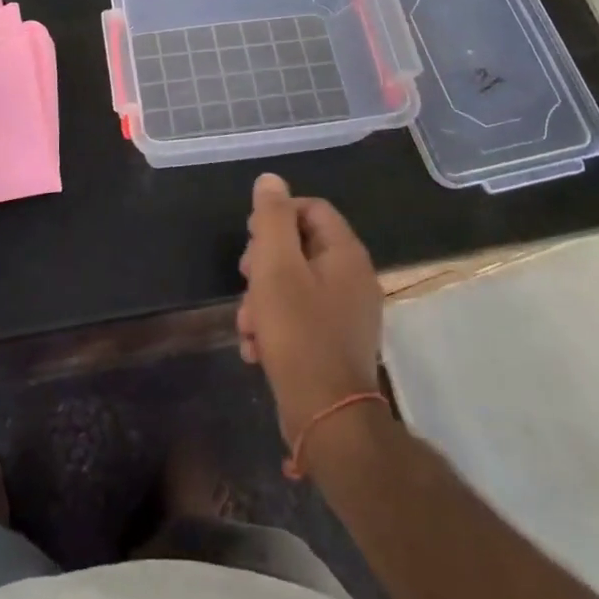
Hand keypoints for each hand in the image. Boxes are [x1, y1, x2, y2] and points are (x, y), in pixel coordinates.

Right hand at [237, 173, 383, 443]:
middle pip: (301, 247)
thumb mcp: (276, 267)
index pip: (312, 209)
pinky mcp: (336, 344)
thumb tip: (271, 180)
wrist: (327, 419)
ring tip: (246, 325)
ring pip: (296, 285)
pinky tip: (255, 348)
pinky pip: (301, 318)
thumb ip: (271, 219)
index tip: (251, 238)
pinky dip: (276, 326)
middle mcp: (354, 279)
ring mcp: (348, 314)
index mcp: (346, 254)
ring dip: (264, 298)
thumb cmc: (298, 333)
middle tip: (244, 278)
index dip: (277, 215)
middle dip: (264, 262)